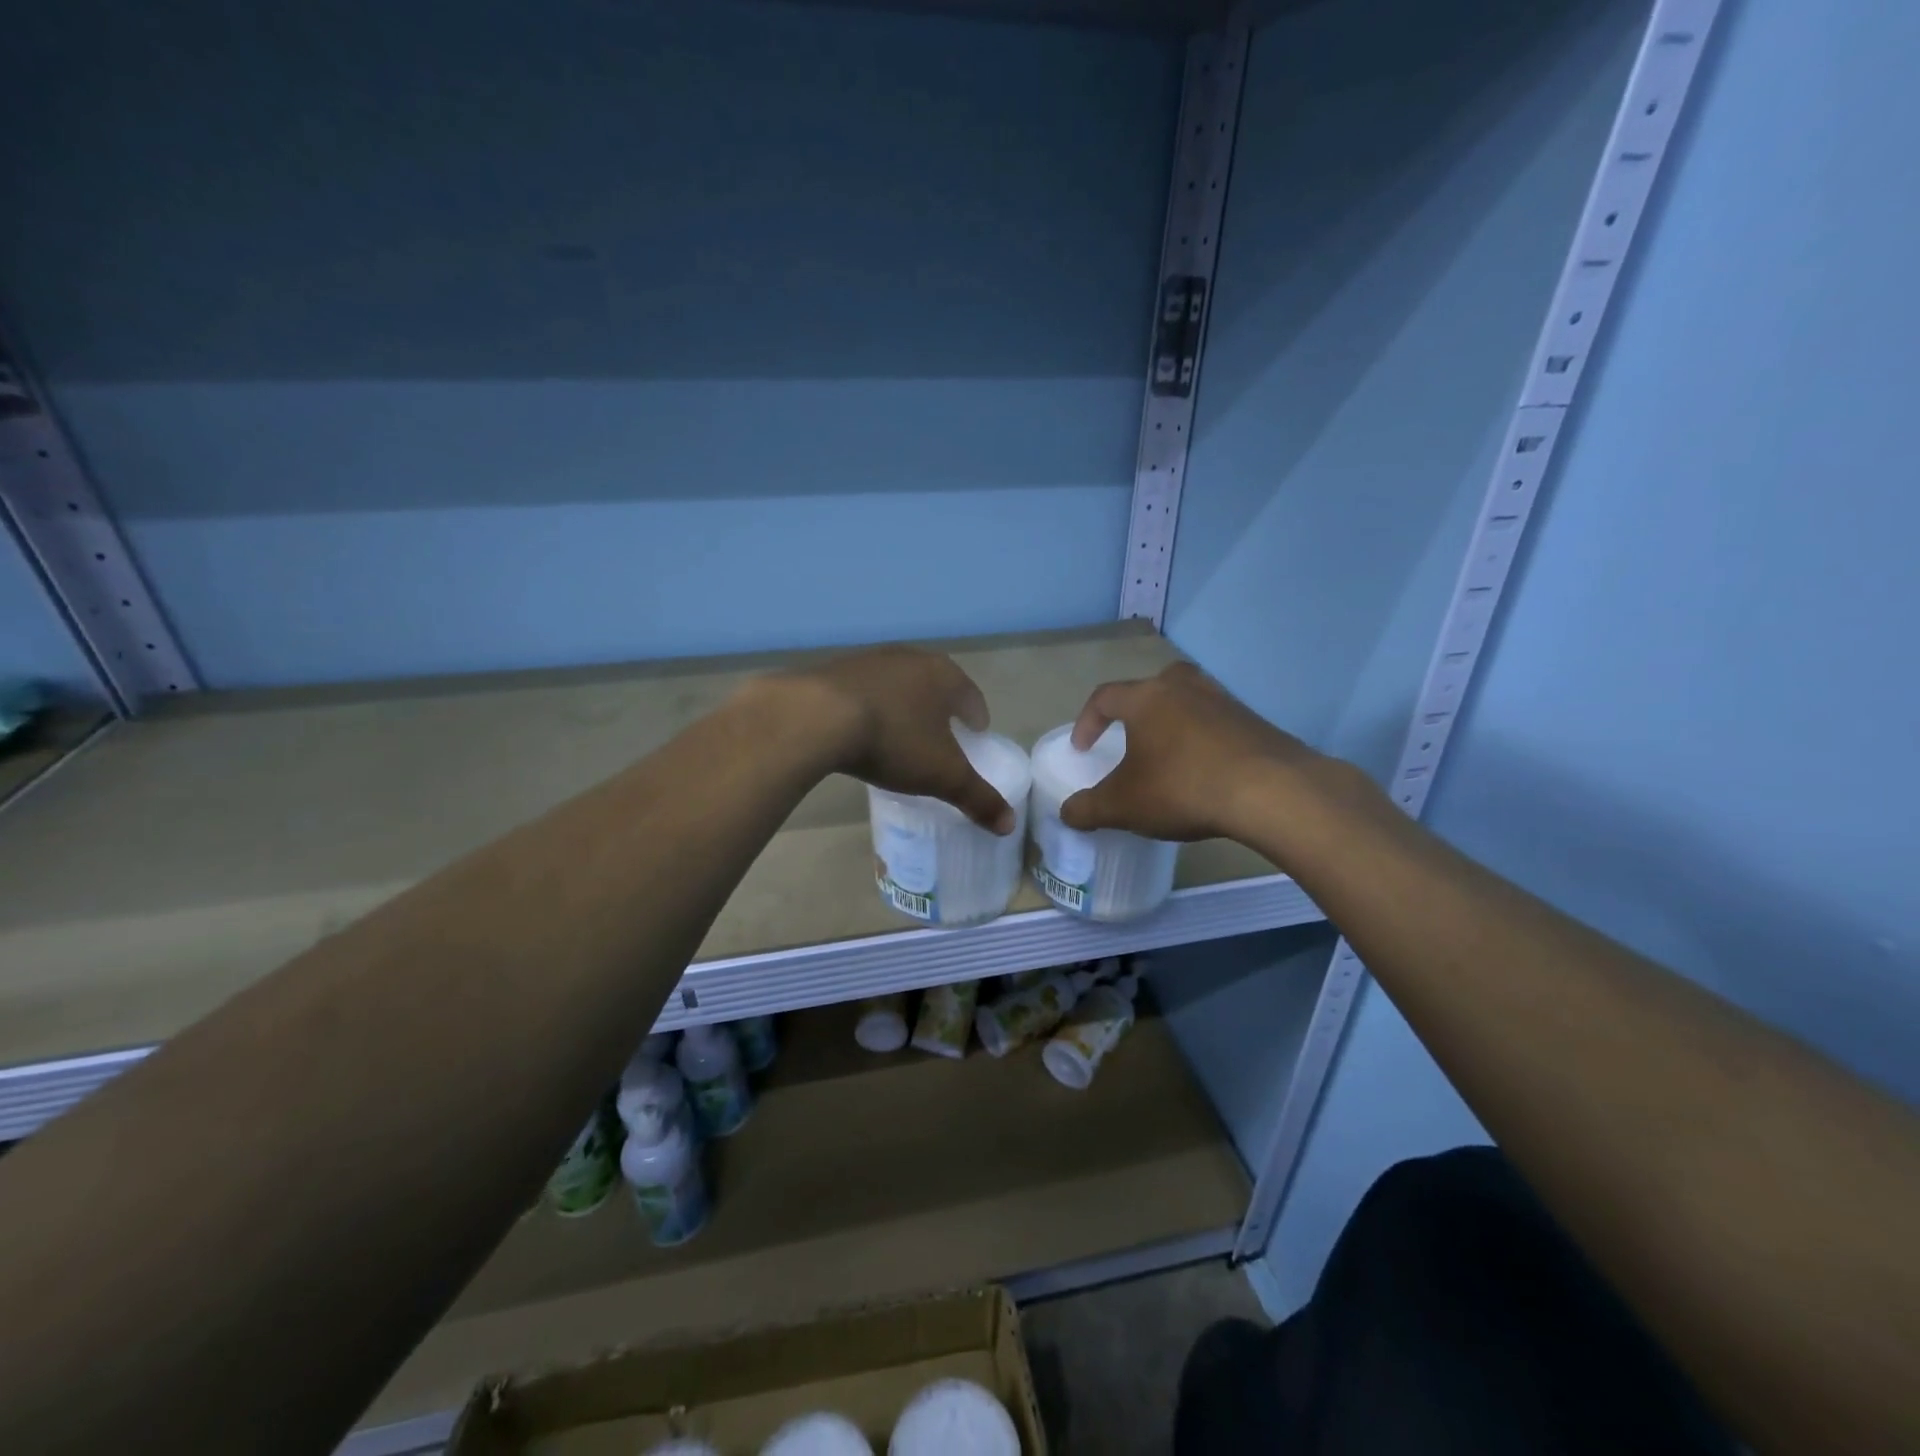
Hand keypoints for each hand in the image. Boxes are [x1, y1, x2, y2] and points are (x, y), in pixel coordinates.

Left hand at [785, 647, 1015, 833]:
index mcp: (943, 675)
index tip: (976, 732)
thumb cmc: (893, 740)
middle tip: (942, 733)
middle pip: (934, 683)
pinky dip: (869, 706)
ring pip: (897, 684)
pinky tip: (861, 728)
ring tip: (901, 731)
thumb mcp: (942, 775)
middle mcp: (909, 658)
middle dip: (940, 706)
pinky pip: (862, 690)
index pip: (970, 695)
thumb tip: (1009, 825)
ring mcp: (868, 660)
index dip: (976, 716)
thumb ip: (977, 798)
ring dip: (903, 703)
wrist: (815, 717)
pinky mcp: (833, 670)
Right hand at [1058, 661, 1331, 843]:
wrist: (1270, 791)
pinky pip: (1218, 724)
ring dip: (1174, 723)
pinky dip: (1205, 741)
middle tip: (1132, 737)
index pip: (1105, 697)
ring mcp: (1224, 701)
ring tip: (1170, 757)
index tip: (1083, 749)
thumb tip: (1066, 813)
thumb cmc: (1182, 787)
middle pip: (1153, 685)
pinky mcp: (1255, 722)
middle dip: (1137, 709)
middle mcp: (1184, 688)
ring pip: (1189, 701)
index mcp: (1146, 698)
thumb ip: (1088, 808)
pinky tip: (1207, 772)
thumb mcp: (1123, 805)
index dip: (1087, 721)